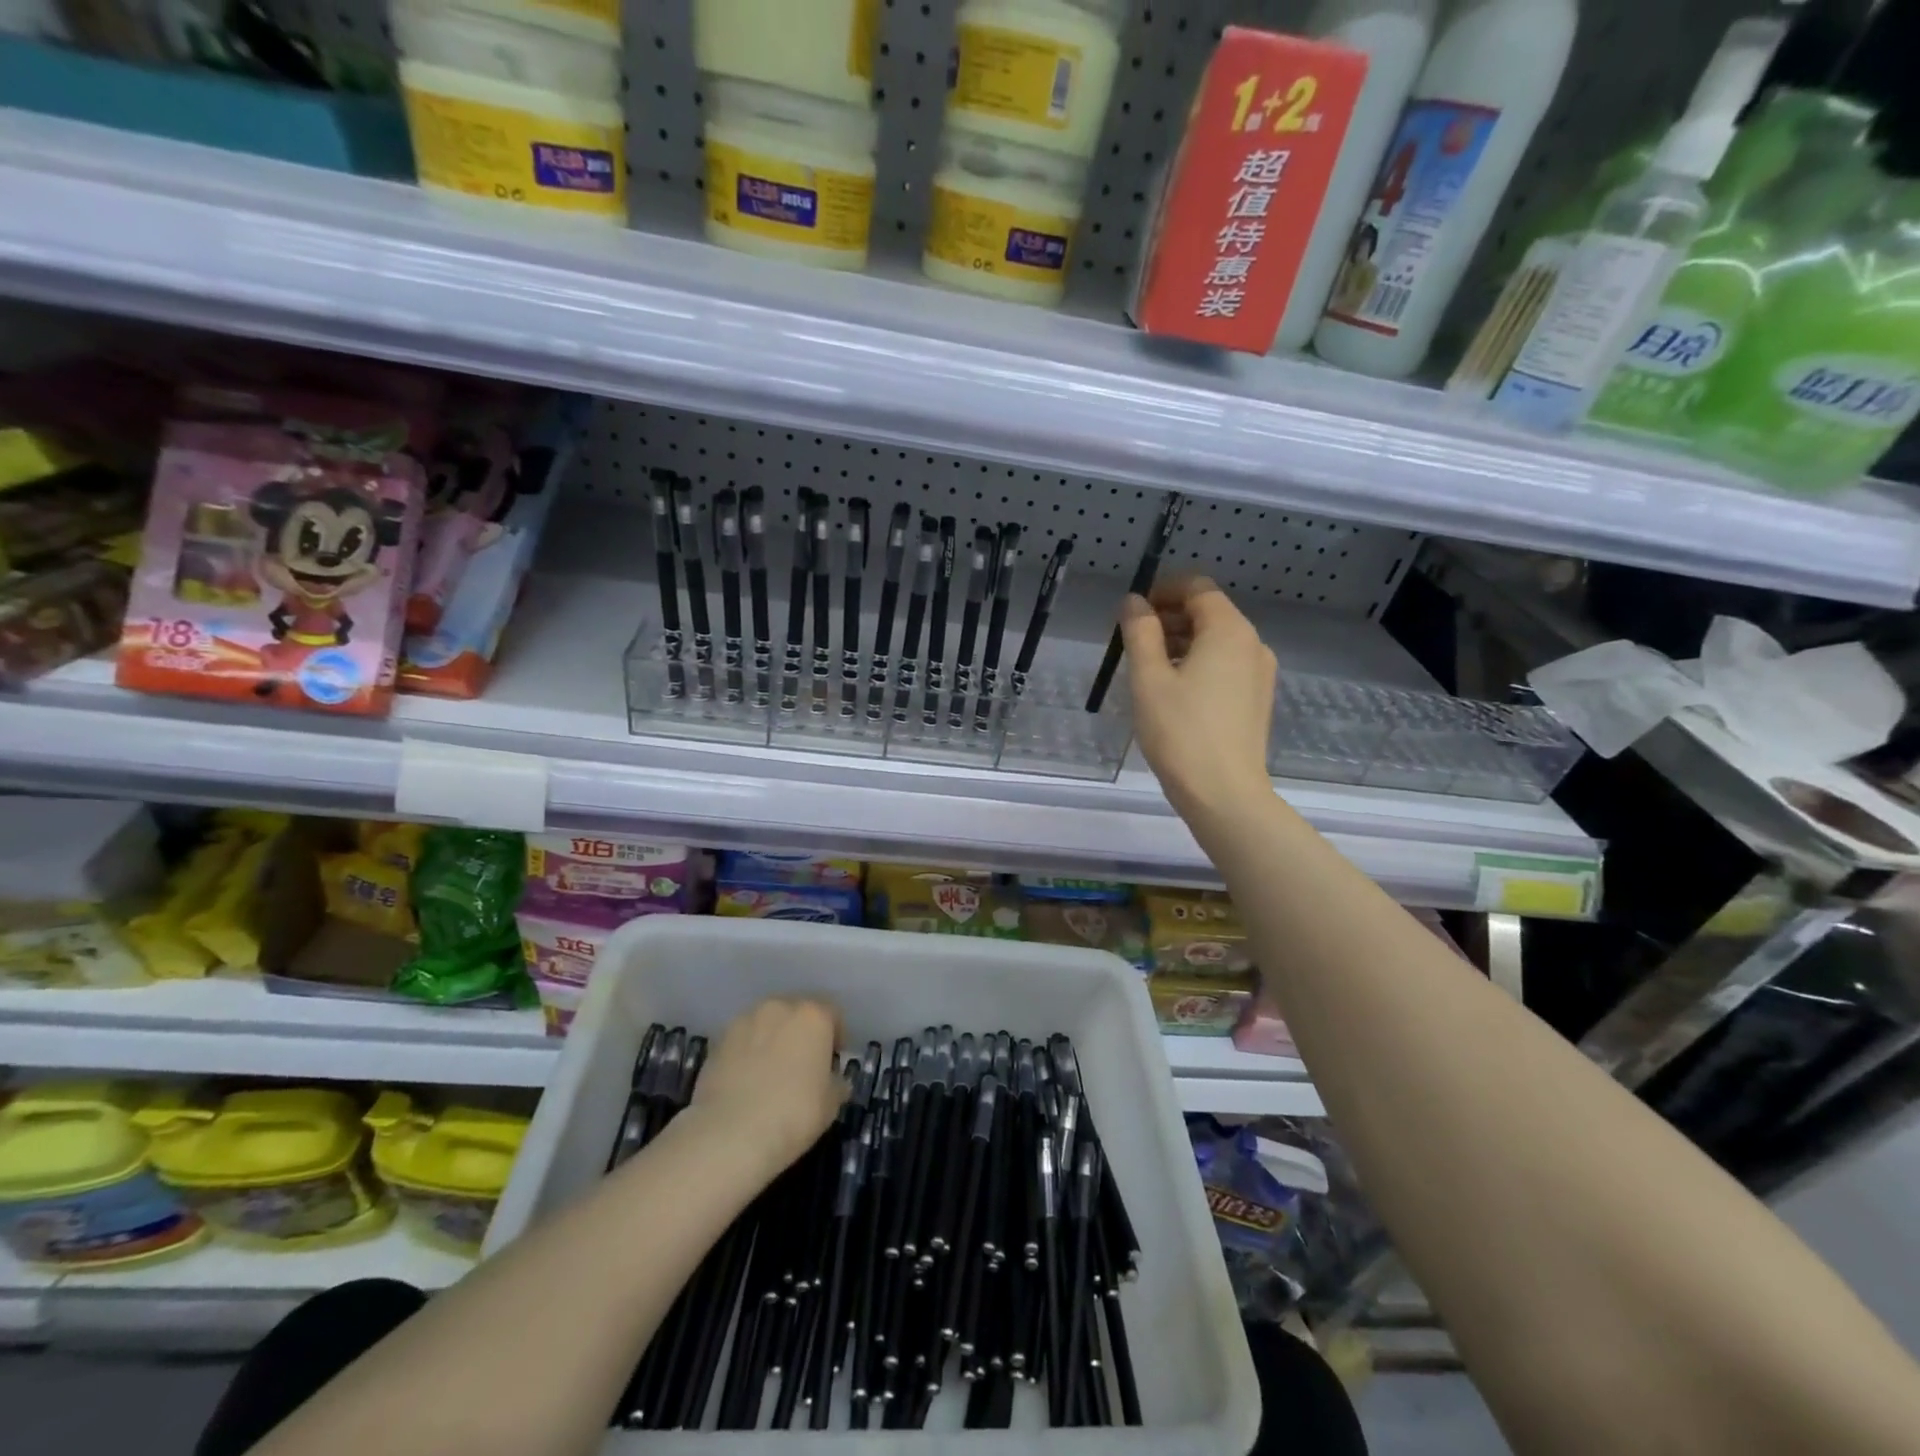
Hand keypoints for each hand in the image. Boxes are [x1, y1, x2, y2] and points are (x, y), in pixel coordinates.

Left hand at [688, 998, 846, 1176]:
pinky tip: (746, 1081)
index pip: (832, 1012)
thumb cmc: (793, 1113)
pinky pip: (741, 1040)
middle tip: (802, 1063)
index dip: (836, 1034)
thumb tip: (835, 1081)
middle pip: (796, 1011)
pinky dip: (746, 1052)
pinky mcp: (717, 1041)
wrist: (730, 1133)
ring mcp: (744, 1021)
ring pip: (766, 1022)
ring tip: (770, 1071)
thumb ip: (836, 1083)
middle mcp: (779, 1007)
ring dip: (772, 1038)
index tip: (833, 1059)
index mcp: (812, 1015)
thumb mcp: (831, 1104)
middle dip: (801, 1031)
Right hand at [1121, 576, 1277, 822]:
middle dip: (1170, 618)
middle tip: (1134, 643)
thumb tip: (1134, 602)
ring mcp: (1260, 673)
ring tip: (1149, 670)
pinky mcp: (1257, 699)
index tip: (1133, 613)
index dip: (1163, 591)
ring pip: (1217, 640)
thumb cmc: (1180, 732)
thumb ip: (1140, 632)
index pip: (1197, 588)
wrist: (1224, 793)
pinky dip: (1199, 664)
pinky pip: (1226, 665)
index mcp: (1228, 630)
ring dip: (1182, 642)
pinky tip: (1175, 693)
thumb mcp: (1148, 678)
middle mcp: (1252, 643)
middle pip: (1209, 612)